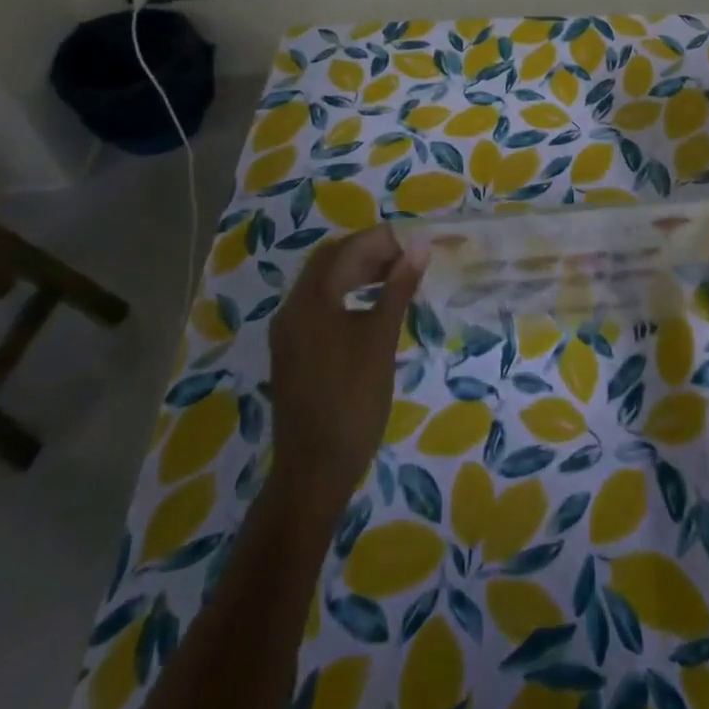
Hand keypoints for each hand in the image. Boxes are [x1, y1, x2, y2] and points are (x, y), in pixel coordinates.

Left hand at [267, 224, 423, 517]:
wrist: (314, 469)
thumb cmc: (354, 401)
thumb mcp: (382, 340)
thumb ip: (398, 288)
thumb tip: (420, 246)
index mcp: (312, 300)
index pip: (348, 249)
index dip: (383, 239)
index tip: (416, 243)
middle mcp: (292, 307)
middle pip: (330, 260)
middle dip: (368, 251)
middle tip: (407, 259)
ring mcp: (287, 331)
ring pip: (322, 282)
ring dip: (356, 271)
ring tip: (395, 277)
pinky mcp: (290, 351)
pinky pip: (317, 304)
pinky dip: (344, 293)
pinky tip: (369, 307)